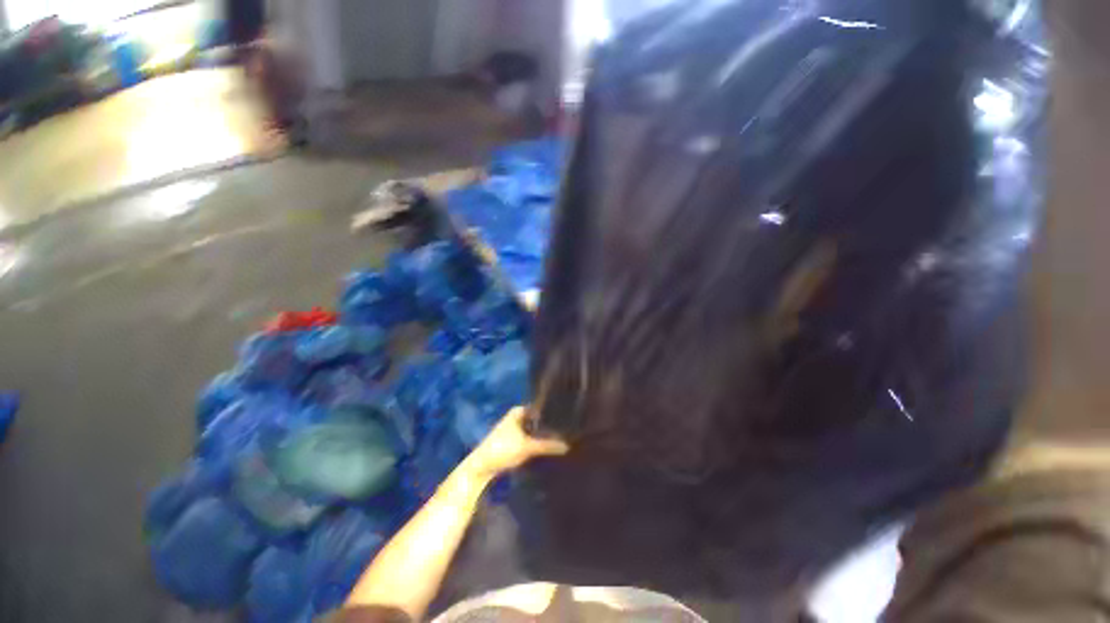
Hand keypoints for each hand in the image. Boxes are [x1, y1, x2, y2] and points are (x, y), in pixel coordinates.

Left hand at [464, 406, 568, 479]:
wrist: (481, 467)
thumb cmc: (502, 449)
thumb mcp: (527, 447)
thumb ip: (548, 445)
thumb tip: (568, 444)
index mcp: (519, 410)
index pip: (541, 408)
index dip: (553, 412)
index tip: (568, 417)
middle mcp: (517, 416)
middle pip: (538, 419)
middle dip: (550, 425)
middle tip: (569, 428)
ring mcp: (515, 428)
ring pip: (534, 429)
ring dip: (544, 434)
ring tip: (563, 437)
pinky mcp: (514, 440)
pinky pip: (530, 437)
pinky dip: (538, 441)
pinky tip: (549, 446)